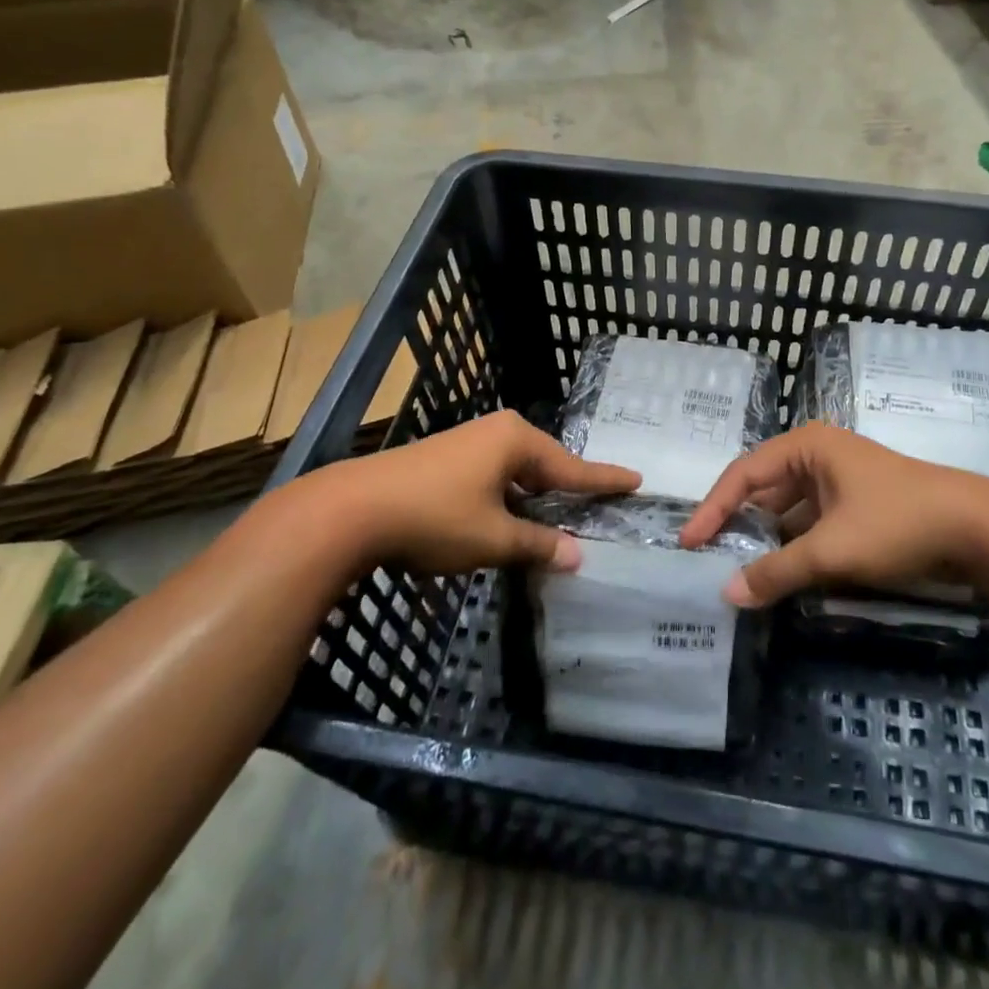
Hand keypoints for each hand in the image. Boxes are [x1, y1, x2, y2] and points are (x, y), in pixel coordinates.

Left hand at [290, 410, 638, 574]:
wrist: (352, 509)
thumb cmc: (434, 517)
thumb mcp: (493, 537)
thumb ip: (537, 545)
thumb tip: (577, 556)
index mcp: (516, 440)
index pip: (572, 467)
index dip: (604, 480)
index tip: (636, 480)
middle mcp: (497, 432)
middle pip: (545, 465)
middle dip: (568, 489)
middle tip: (598, 505)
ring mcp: (469, 442)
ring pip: (517, 472)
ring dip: (535, 497)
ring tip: (558, 518)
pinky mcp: (446, 459)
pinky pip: (494, 476)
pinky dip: (509, 497)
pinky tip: (510, 517)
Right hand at [680, 424, 988, 606]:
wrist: (975, 529)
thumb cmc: (896, 522)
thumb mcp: (832, 550)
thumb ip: (777, 572)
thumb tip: (727, 595)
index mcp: (806, 447)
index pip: (743, 474)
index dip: (712, 508)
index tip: (688, 543)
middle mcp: (816, 455)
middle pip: (762, 489)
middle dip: (737, 524)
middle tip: (707, 559)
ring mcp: (838, 479)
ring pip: (787, 509)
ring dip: (765, 539)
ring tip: (736, 571)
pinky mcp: (854, 504)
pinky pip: (809, 522)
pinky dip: (792, 545)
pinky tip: (779, 572)